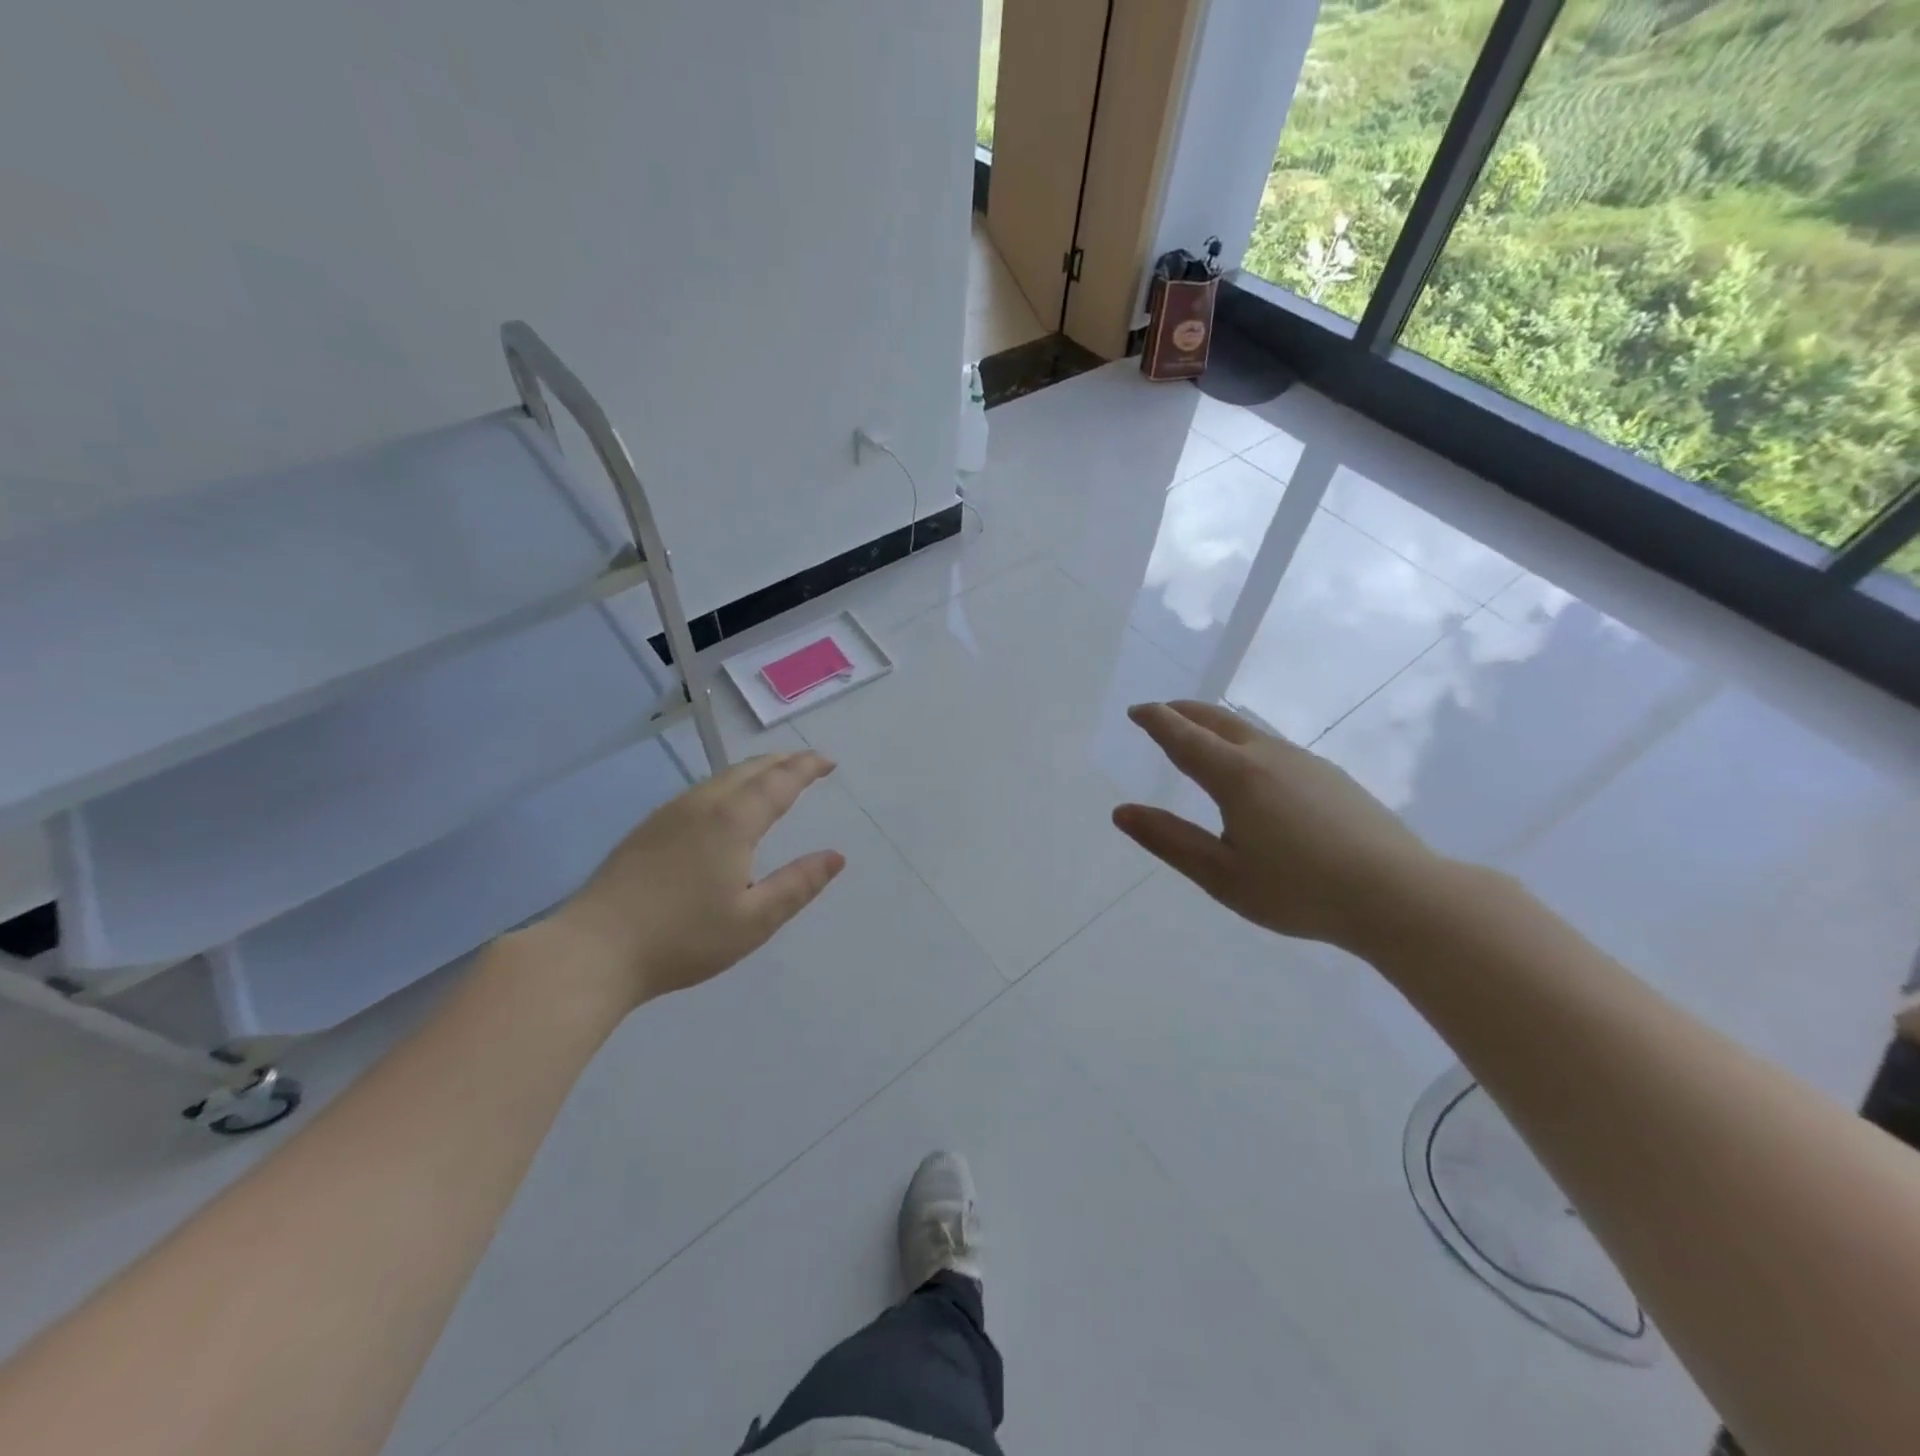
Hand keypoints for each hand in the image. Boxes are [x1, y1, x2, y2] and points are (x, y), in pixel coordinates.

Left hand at [545, 750, 845, 1006]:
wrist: (594, 950)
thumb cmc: (683, 938)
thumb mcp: (754, 921)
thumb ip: (798, 885)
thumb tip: (836, 856)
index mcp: (733, 821)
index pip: (779, 781)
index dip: (806, 768)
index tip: (828, 762)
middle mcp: (702, 805)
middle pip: (748, 770)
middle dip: (782, 762)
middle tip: (808, 765)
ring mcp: (669, 814)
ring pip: (721, 778)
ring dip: (754, 771)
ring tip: (773, 778)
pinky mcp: (647, 829)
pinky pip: (700, 791)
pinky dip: (728, 786)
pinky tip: (725, 806)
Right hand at [1113, 701, 1440, 954]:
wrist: (1399, 895)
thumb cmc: (1300, 891)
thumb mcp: (1222, 875)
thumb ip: (1170, 841)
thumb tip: (1121, 812)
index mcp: (1236, 776)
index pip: (1184, 737)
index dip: (1156, 721)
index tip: (1136, 711)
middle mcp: (1269, 756)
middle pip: (1218, 721)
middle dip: (1184, 712)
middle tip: (1162, 713)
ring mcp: (1305, 763)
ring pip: (1250, 731)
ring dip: (1216, 726)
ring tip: (1200, 736)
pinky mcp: (1332, 776)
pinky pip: (1274, 746)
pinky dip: (1245, 742)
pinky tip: (1254, 769)